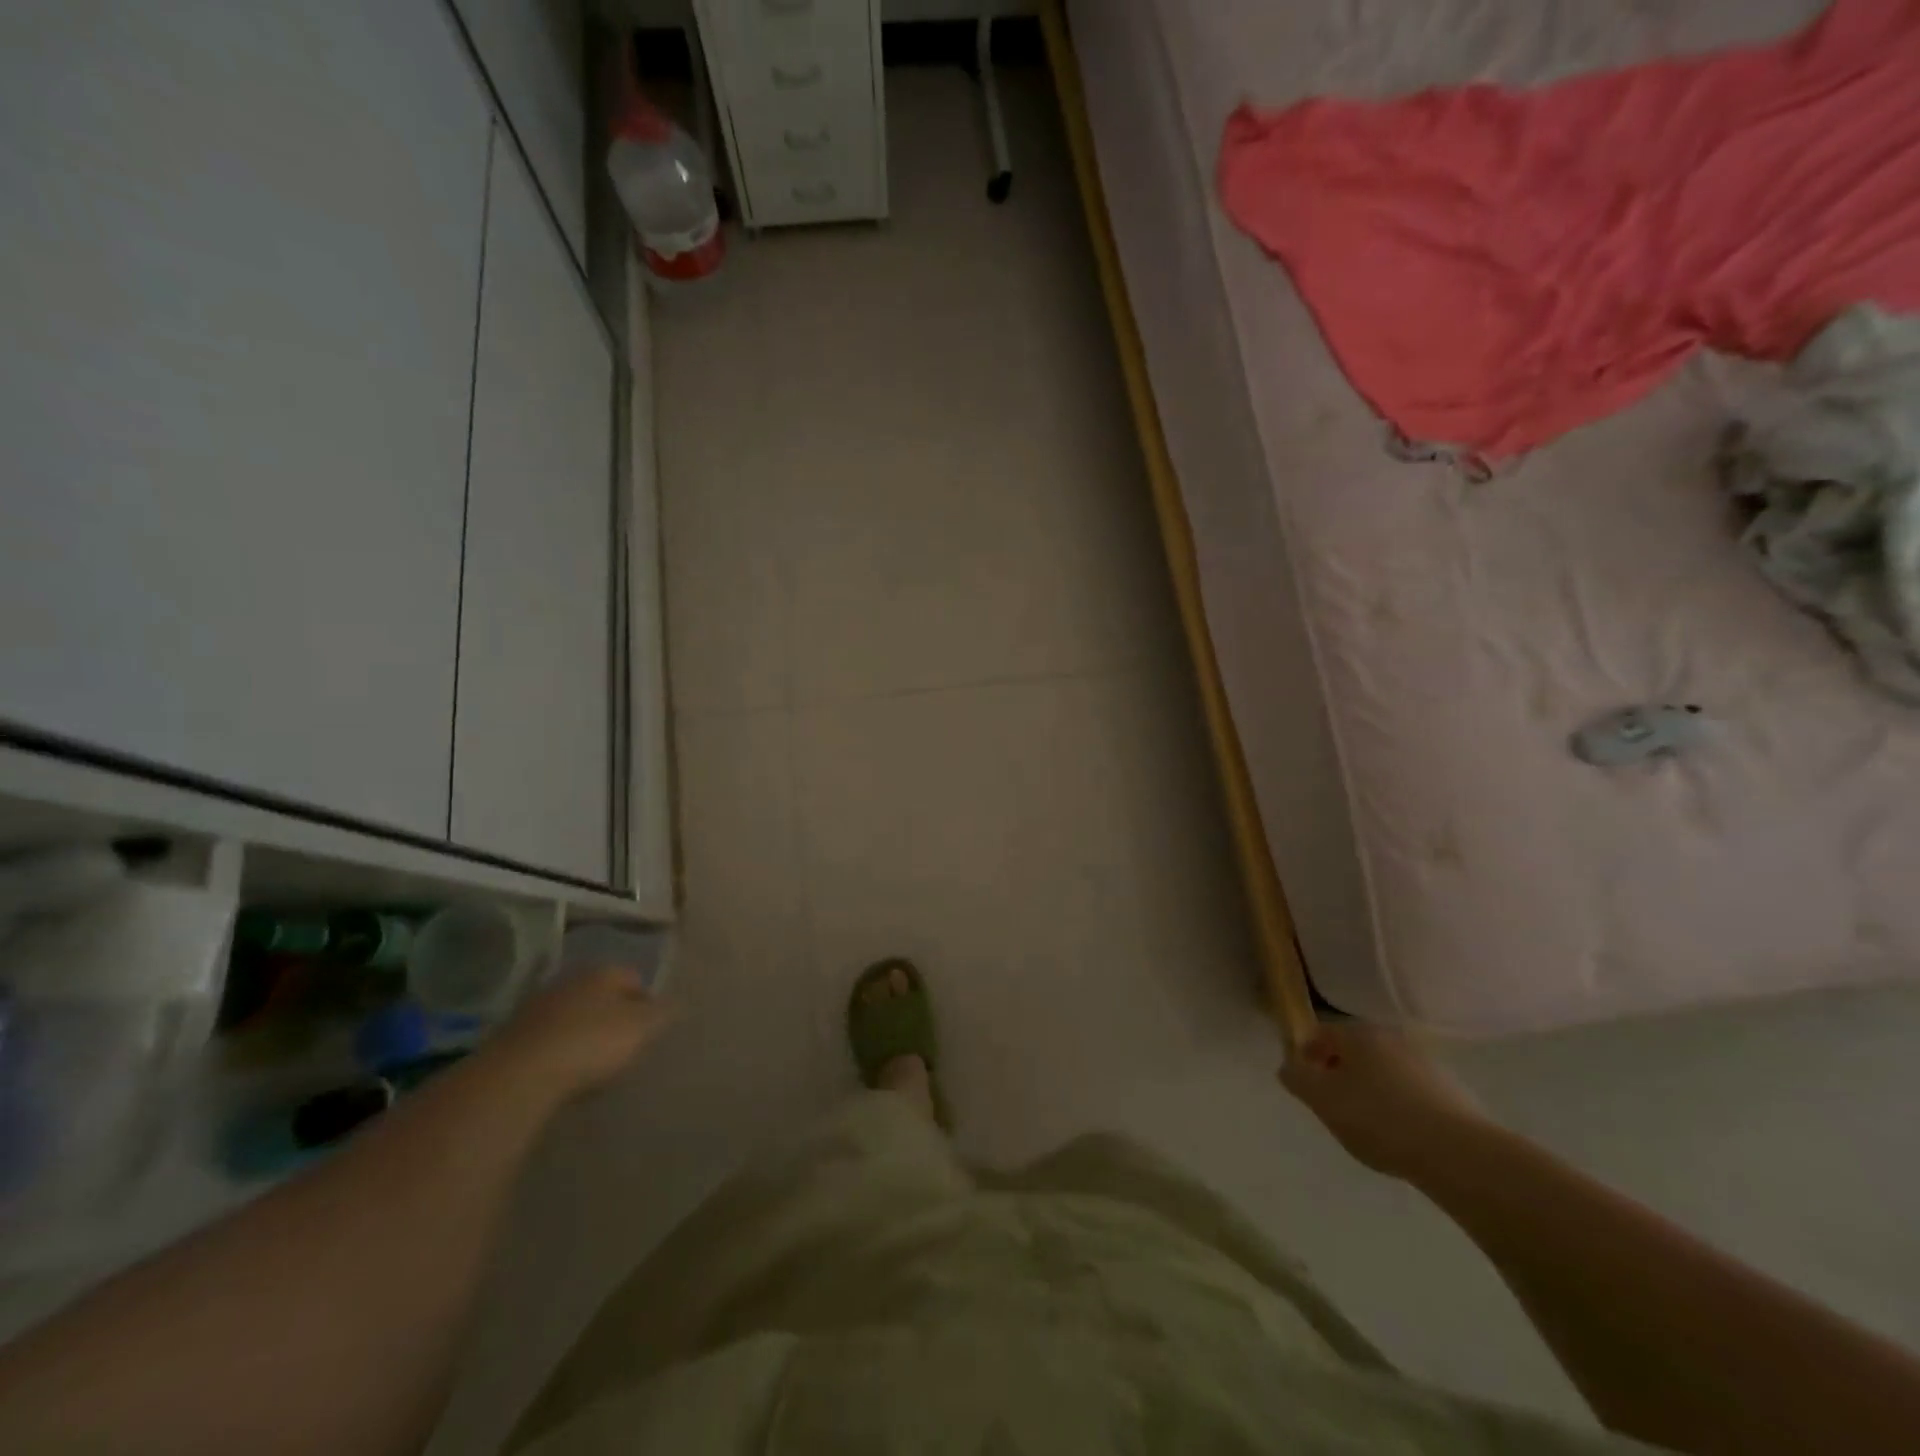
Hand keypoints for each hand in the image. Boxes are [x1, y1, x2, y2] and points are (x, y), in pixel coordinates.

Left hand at [489, 967, 673, 1101]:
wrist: (518, 1076)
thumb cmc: (591, 1043)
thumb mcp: (641, 1028)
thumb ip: (662, 1013)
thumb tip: (676, 1002)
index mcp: (602, 972)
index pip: (633, 978)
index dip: (646, 1002)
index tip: (650, 1029)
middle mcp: (569, 980)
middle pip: (600, 995)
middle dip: (611, 1014)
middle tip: (622, 1044)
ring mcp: (536, 1007)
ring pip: (571, 1015)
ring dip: (582, 1032)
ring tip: (591, 1062)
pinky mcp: (511, 1036)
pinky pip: (547, 1038)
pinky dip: (557, 1050)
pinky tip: (562, 1072)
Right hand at [1279, 1023, 1490, 1182]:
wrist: (1459, 1154)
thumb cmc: (1378, 1118)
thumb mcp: (1322, 1100)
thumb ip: (1297, 1078)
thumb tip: (1289, 1067)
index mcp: (1359, 1033)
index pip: (1321, 1034)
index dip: (1307, 1056)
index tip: (1306, 1085)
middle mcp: (1392, 1038)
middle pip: (1354, 1051)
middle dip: (1340, 1073)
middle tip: (1333, 1105)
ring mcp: (1426, 1064)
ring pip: (1384, 1071)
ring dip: (1371, 1089)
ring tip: (1368, 1126)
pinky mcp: (1453, 1092)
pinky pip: (1412, 1093)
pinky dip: (1400, 1106)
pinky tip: (1401, 1136)